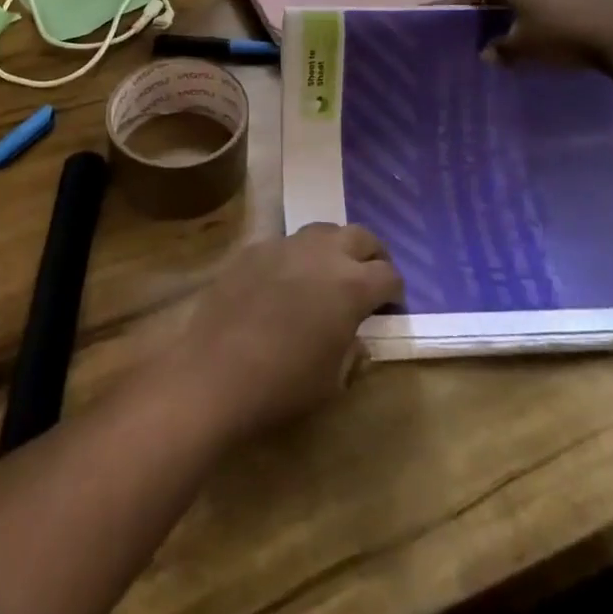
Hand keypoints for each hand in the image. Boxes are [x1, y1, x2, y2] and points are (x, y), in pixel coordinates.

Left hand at [156, 225, 403, 444]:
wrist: (217, 371)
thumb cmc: (284, 383)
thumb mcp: (334, 379)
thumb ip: (353, 349)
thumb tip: (356, 336)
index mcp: (352, 285)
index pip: (389, 275)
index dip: (395, 292)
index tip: (391, 307)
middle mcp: (323, 253)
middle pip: (361, 236)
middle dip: (372, 254)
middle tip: (370, 276)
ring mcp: (286, 244)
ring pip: (323, 230)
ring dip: (335, 247)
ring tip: (330, 273)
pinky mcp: (255, 248)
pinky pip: (286, 243)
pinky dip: (297, 257)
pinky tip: (287, 282)